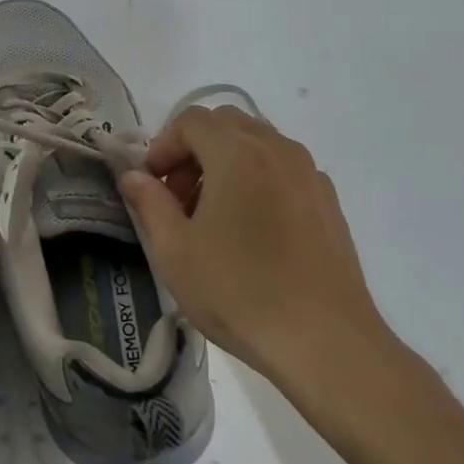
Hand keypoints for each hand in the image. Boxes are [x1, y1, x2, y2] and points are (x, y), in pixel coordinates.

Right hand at [119, 106, 403, 414]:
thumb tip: (134, 176)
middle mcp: (277, 150)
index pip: (190, 120)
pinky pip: (283, 170)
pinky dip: (258, 179)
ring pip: (257, 144)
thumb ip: (149, 203)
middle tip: (178, 196)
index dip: (163, 145)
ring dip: (225, 163)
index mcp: (237, 153)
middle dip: (194, 150)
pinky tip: (251, 230)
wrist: (325, 342)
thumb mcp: (174, 251)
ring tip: (213, 215)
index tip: (152, 184)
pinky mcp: (329, 202)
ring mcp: (309, 174)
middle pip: (226, 124)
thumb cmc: (239, 292)